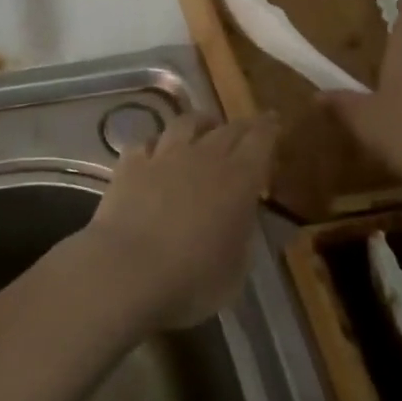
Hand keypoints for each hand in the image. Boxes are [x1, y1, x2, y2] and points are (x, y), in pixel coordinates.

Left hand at [84, 112, 278, 330]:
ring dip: (200, 123)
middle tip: (248, 128)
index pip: (260, 141)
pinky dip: (157, 143)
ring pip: (185, 124)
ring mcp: (163, 156)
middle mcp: (202, 157)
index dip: (269, 129)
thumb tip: (242, 214)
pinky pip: (147, 142)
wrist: (127, 271)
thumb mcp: (237, 267)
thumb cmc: (193, 279)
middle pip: (226, 129)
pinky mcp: (129, 164)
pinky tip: (156, 150)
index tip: (274, 121)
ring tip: (204, 127)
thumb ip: (243, 232)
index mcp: (238, 180)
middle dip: (241, 126)